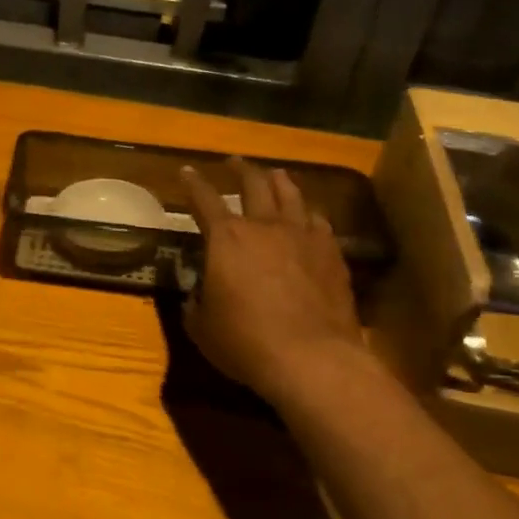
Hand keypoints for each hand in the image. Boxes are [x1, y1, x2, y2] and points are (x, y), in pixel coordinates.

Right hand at [181, 158, 363, 399]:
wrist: (312, 358)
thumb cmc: (246, 342)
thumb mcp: (202, 327)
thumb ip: (196, 304)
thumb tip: (196, 295)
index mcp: (226, 238)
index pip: (203, 200)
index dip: (192, 184)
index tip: (187, 171)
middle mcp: (264, 226)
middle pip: (253, 184)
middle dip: (241, 169)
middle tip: (235, 161)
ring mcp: (303, 237)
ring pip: (291, 195)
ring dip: (279, 181)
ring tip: (275, 174)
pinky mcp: (332, 254)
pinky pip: (319, 222)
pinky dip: (309, 213)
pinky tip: (310, 215)